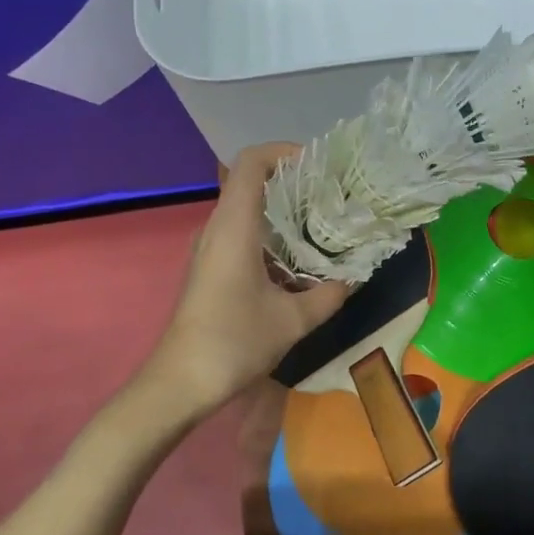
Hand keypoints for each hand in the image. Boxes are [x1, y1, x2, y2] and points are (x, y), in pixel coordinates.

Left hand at [147, 143, 349, 414]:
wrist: (180, 383)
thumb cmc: (234, 342)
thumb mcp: (293, 320)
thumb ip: (329, 294)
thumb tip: (353, 277)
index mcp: (234, 227)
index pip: (251, 163)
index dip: (283, 151)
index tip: (318, 165)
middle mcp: (217, 228)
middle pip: (251, 182)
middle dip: (293, 182)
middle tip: (333, 196)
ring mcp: (210, 247)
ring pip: (248, 210)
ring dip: (284, 211)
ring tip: (323, 225)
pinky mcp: (210, 267)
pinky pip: (243, 233)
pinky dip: (272, 235)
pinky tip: (299, 260)